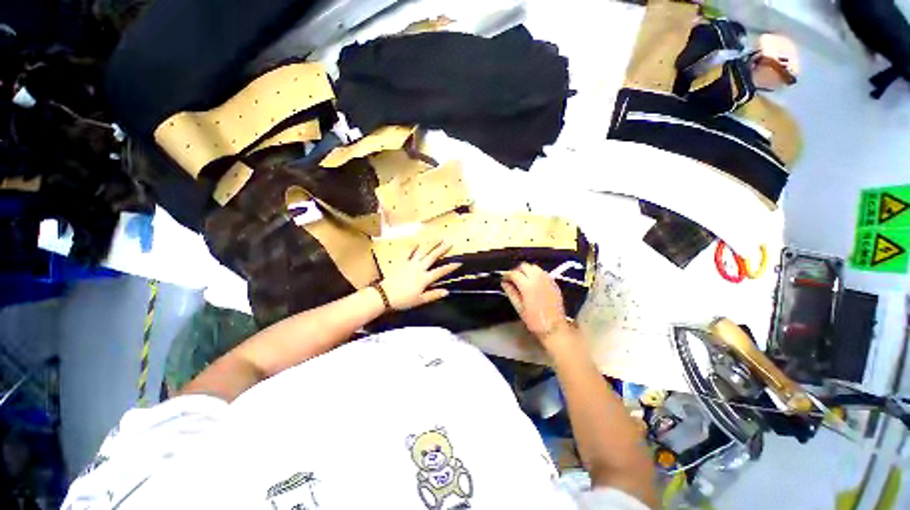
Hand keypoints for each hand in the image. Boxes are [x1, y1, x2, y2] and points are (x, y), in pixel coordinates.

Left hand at [379, 239, 461, 310]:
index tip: (458, 262)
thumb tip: (446, 292)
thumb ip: (433, 295)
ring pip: (422, 252)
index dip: (450, 267)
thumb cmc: (403, 299)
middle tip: (449, 242)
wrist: (384, 295)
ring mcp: (410, 263)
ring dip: (430, 244)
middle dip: (441, 249)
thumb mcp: (419, 300)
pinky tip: (418, 243)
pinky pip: (409, 253)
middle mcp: (419, 268)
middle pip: (432, 257)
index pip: (440, 271)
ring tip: (437, 238)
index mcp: (424, 278)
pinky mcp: (402, 262)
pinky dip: (414, 247)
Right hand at [502, 263, 568, 343]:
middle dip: (517, 270)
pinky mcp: (554, 283)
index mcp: (527, 285)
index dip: (507, 274)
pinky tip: (534, 283)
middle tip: (513, 279)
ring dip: (527, 271)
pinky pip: (543, 272)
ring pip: (535, 267)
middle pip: (525, 266)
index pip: (514, 273)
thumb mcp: (519, 307)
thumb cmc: (534, 320)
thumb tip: (504, 282)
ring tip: (523, 280)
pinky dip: (536, 274)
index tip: (503, 278)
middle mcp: (538, 279)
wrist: (554, 327)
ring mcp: (547, 279)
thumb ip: (511, 292)